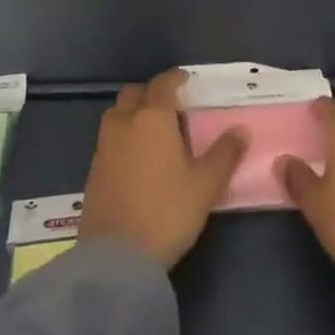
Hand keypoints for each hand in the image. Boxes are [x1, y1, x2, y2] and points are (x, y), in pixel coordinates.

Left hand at [79, 69, 248, 268]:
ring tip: (154, 132)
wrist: (116, 256)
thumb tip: (241, 130)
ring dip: (133, 114)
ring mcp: (103, 146)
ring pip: (117, 115)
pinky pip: (109, 140)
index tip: (187, 81)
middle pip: (134, 93)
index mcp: (152, 118)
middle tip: (171, 107)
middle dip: (151, 93)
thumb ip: (224, 154)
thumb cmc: (167, 211)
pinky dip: (123, 138)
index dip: (176, 78)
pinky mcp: (92, 170)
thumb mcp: (205, 185)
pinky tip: (137, 159)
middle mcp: (123, 123)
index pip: (163, 84)